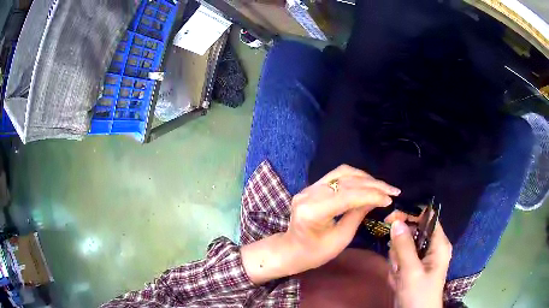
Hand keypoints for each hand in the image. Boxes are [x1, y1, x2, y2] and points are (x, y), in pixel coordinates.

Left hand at [285, 164, 400, 273]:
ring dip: (365, 178)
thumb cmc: (315, 253)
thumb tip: (377, 198)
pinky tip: (368, 183)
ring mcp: (308, 188)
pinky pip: (336, 175)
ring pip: (342, 173)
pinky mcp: (311, 187)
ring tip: (382, 187)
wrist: (291, 250)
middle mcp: (308, 194)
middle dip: (373, 185)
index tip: (390, 199)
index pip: (347, 195)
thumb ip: (357, 215)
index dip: (371, 195)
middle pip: (346, 181)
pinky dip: (355, 177)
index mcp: (313, 212)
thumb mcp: (341, 239)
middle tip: (392, 191)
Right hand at [389, 220, 451, 307]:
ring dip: (397, 260)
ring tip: (398, 275)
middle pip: (413, 232)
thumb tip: (396, 221)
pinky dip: (396, 268)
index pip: (427, 217)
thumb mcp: (411, 272)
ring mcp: (423, 258)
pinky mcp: (414, 267)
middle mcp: (433, 247)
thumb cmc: (418, 295)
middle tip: (397, 262)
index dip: (410, 214)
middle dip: (400, 247)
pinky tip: (397, 280)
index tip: (391, 219)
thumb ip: (404, 246)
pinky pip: (401, 259)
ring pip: (404, 246)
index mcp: (439, 244)